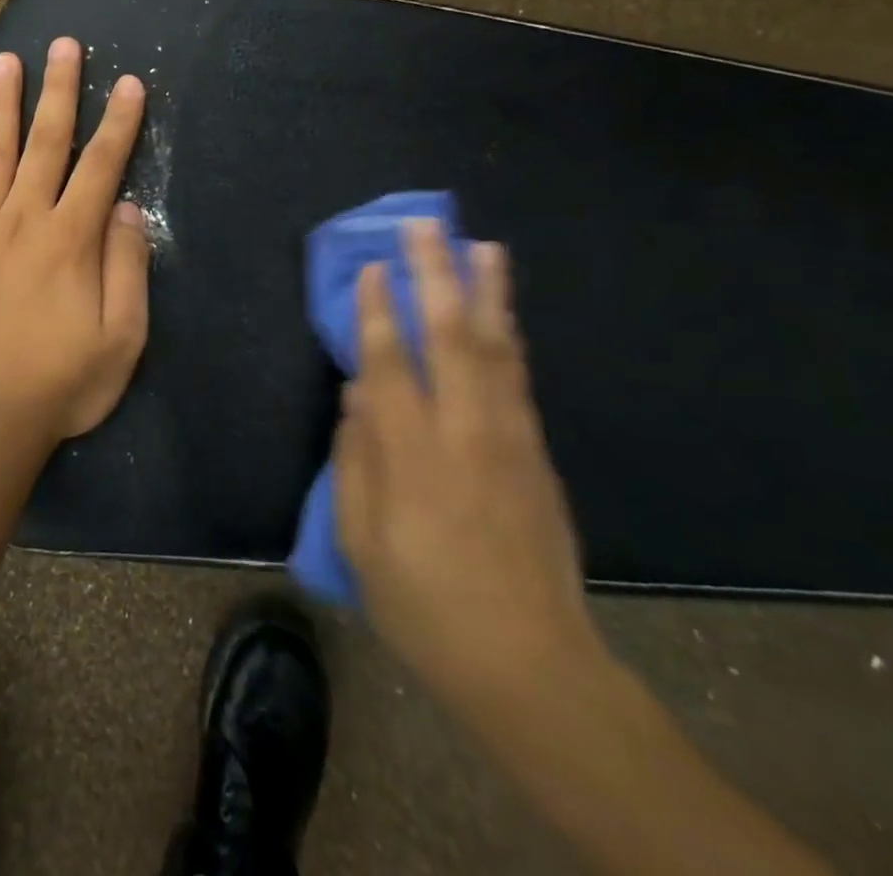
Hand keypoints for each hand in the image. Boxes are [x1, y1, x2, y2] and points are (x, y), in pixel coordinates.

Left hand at [0, 37, 149, 440]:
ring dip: (2, 105)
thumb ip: (126, 267)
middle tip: (63, 44)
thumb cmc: (59, 383)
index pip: (101, 165)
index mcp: (71, 239)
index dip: (119, 122)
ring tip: (6, 61)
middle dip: (60, 90)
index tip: (129, 83)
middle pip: (46, 142)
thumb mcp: (121, 337)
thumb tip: (124, 208)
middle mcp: (24, 219)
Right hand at [334, 220, 600, 713]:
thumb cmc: (425, 605)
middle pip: (451, 335)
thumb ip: (355, 460)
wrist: (531, 665)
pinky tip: (503, 312)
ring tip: (482, 246)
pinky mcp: (537, 454)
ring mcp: (509, 439)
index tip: (373, 267)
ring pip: (497, 347)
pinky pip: (518, 377)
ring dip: (487, 292)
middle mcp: (464, 431)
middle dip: (436, 274)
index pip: (390, 362)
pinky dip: (509, 335)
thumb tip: (357, 396)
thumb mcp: (362, 541)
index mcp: (412, 454)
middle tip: (426, 226)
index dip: (379, 310)